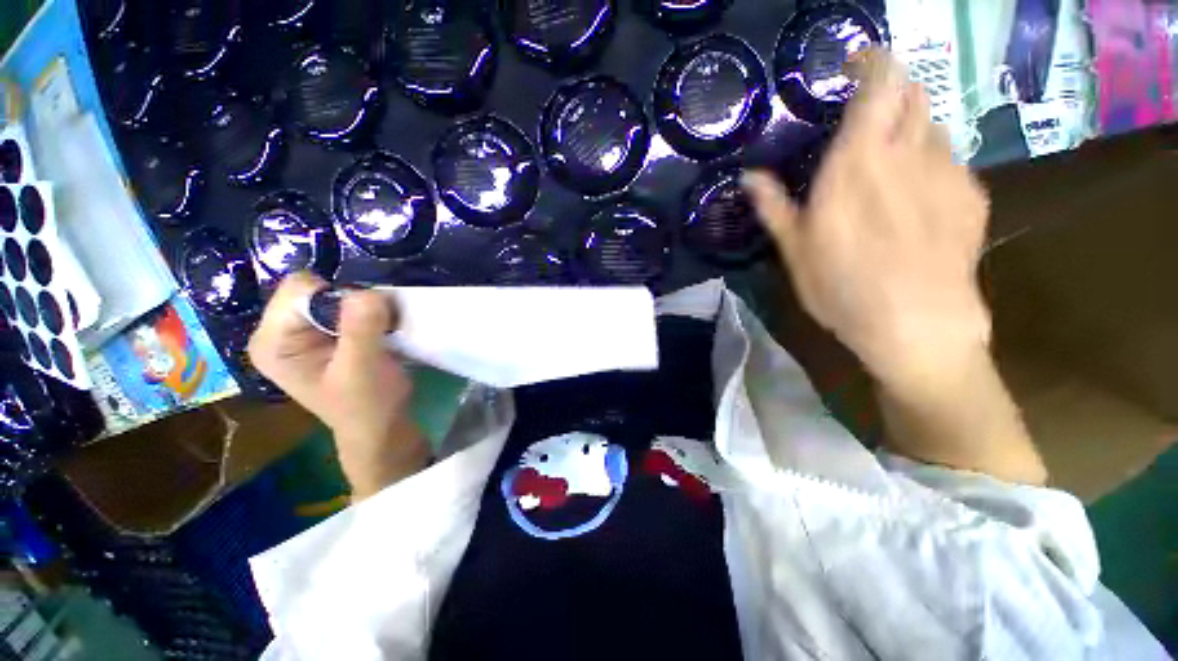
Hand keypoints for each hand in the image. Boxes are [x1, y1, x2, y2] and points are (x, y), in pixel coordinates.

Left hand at [248, 273, 428, 497]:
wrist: (382, 428)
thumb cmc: (367, 404)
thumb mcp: (362, 368)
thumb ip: (360, 329)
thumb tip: (368, 291)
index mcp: (273, 341)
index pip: (299, 289)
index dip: (338, 297)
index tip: (367, 320)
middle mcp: (281, 332)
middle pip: (316, 289)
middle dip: (352, 301)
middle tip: (377, 326)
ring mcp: (304, 334)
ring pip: (335, 295)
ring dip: (365, 307)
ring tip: (381, 330)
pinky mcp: (327, 336)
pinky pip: (347, 306)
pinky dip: (369, 313)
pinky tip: (379, 331)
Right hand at [744, 49, 991, 394]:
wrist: (917, 323)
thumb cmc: (842, 287)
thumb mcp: (795, 251)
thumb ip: (775, 206)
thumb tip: (748, 177)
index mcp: (857, 161)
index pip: (879, 81)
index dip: (871, 60)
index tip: (854, 62)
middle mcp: (907, 152)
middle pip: (911, 94)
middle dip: (890, 94)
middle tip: (868, 122)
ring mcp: (947, 171)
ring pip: (932, 125)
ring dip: (910, 131)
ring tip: (889, 165)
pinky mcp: (971, 195)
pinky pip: (950, 160)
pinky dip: (929, 163)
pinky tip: (915, 200)